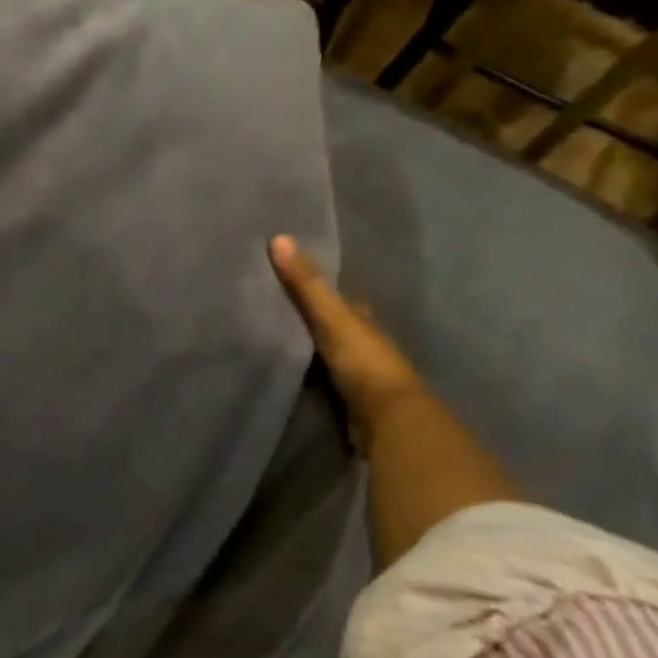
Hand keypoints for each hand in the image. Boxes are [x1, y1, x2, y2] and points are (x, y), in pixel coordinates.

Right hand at [269, 235, 422, 443]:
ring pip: (326, 352)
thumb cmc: (365, 362)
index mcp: (363, 320)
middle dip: (310, 317)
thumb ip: (306, 284)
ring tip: (269, 338)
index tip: (287, 276)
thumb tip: (279, 237)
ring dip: (306, 347)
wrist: (387, 420)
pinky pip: (320, 379)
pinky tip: (285, 372)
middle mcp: (363, 343)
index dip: (317, 287)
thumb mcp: (332, 318)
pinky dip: (305, 373)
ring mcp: (356, 374)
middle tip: (270, 307)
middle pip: (333, 325)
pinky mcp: (346, 400)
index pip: (340, 298)